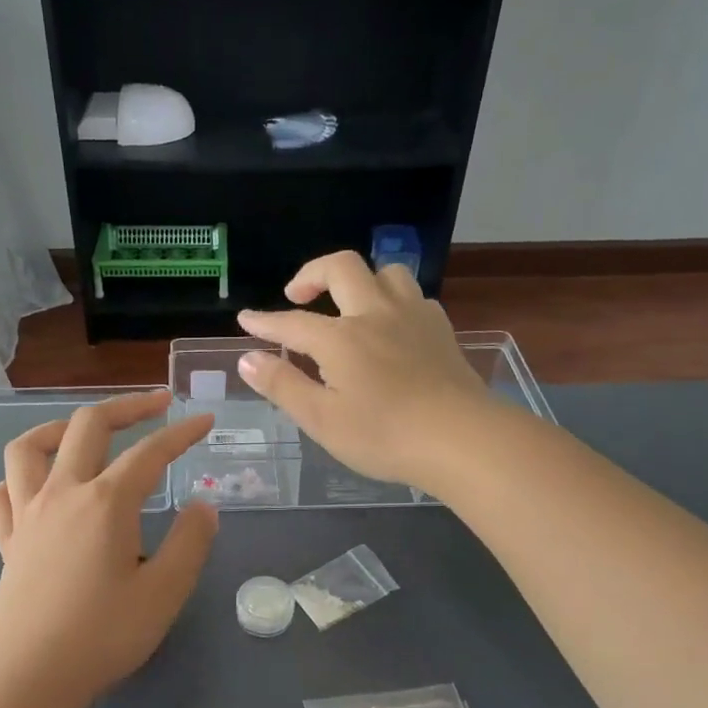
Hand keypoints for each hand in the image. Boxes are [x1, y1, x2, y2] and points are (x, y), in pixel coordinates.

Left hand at [0, 392, 217, 707]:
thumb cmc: (102, 635)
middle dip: (127, 406)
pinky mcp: (7, 541)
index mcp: (105, 501)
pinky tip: (37, 487)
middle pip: (88, 426)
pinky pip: (2, 493)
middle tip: (158, 405)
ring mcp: (27, 514)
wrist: (28, 677)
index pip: (150, 451)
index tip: (206, 420)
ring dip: (60, 427)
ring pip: (29, 447)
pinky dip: (19, 478)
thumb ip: (190, 541)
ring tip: (85, 431)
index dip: (181, 432)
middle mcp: (62, 493)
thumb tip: (203, 505)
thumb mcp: (164, 592)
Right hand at [237, 251, 497, 491]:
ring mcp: (413, 317)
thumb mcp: (322, 419)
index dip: (265, 321)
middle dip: (312, 274)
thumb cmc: (384, 436)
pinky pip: (414, 297)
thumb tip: (248, 358)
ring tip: (349, 306)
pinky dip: (393, 301)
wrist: (461, 439)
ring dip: (360, 281)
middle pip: (342, 268)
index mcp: (340, 338)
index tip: (245, 319)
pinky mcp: (441, 330)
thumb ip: (283, 385)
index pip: (292, 322)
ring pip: (386, 273)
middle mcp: (375, 314)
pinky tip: (391, 327)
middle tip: (297, 296)